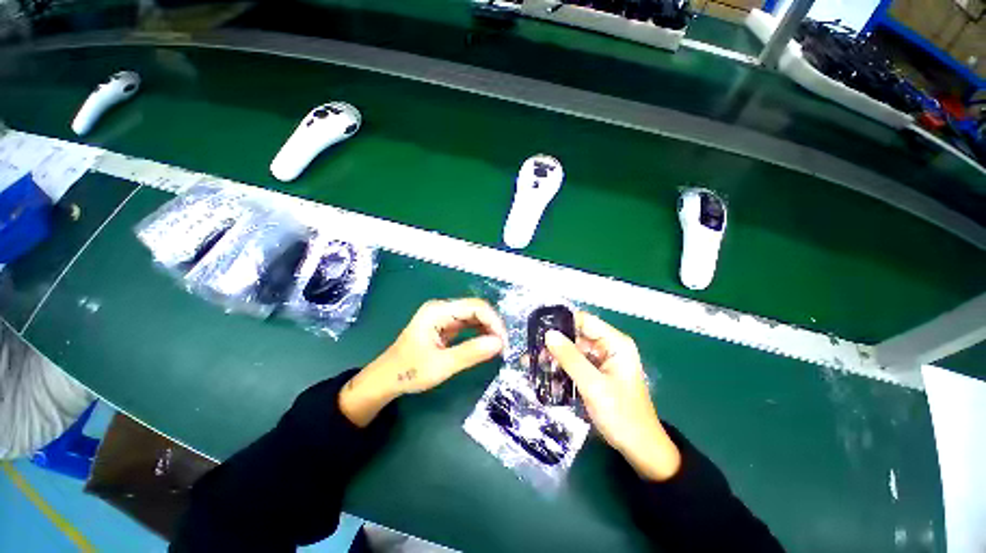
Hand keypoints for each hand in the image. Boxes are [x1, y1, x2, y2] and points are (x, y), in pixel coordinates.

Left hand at [339, 299, 506, 426]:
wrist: (386, 379)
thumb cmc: (409, 372)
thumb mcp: (441, 365)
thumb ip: (471, 352)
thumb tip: (499, 343)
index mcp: (438, 311)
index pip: (475, 307)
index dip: (493, 321)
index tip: (504, 342)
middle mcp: (442, 309)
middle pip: (476, 309)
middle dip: (492, 325)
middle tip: (504, 346)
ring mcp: (443, 317)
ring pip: (474, 316)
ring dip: (488, 329)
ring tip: (499, 347)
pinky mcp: (445, 326)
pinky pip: (468, 325)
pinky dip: (480, 333)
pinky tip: (487, 344)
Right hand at [545, 313, 680, 481]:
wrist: (639, 449)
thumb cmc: (621, 415)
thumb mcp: (593, 386)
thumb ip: (570, 358)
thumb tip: (548, 334)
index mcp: (615, 343)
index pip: (585, 321)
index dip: (562, 323)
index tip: (539, 331)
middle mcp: (609, 347)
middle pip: (577, 335)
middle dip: (555, 343)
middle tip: (532, 351)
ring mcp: (602, 361)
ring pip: (573, 350)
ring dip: (555, 357)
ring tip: (533, 363)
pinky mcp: (596, 373)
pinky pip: (575, 363)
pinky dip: (562, 368)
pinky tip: (546, 374)